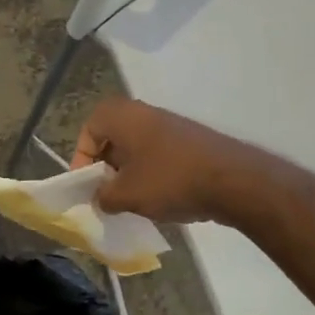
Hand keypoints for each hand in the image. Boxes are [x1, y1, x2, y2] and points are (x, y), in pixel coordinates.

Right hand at [70, 98, 257, 223]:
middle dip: (106, 167)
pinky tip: (158, 200)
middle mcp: (145, 113)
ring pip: (137, 148)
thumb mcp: (126, 195)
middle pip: (113, 137)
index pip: (89, 129)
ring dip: (129, 173)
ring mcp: (171, 126)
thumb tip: (100, 197)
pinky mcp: (191, 142)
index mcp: (123, 116)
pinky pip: (159, 156)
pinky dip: (151, 174)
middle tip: (105, 193)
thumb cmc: (169, 181)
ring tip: (130, 201)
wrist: (233, 181)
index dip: (82, 157)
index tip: (87, 184)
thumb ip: (103, 196)